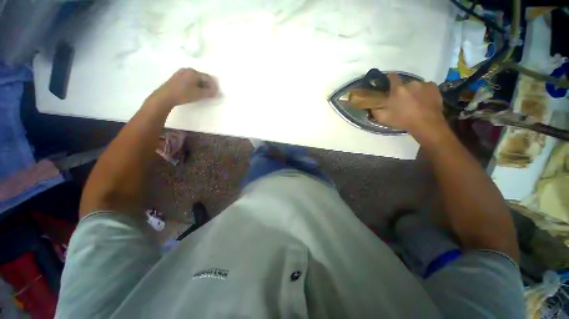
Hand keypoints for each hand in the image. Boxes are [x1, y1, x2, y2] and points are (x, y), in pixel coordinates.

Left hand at [148, 68, 217, 106]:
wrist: (165, 96)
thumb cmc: (184, 94)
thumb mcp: (199, 94)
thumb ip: (210, 93)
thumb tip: (217, 92)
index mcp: (194, 72)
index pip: (208, 78)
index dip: (213, 86)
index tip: (215, 93)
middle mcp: (188, 70)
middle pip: (201, 77)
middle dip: (207, 85)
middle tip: (209, 94)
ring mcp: (181, 72)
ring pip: (195, 79)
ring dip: (200, 86)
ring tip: (202, 94)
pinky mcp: (177, 77)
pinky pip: (189, 79)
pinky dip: (194, 85)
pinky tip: (193, 91)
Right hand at [370, 73, 446, 141]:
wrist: (426, 124)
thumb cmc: (402, 120)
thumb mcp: (383, 118)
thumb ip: (375, 110)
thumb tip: (372, 106)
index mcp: (397, 89)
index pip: (392, 76)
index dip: (389, 78)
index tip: (387, 83)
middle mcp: (411, 83)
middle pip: (404, 84)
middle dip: (402, 90)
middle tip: (401, 100)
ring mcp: (424, 84)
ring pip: (415, 86)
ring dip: (413, 92)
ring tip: (414, 103)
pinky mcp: (434, 88)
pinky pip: (426, 88)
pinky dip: (423, 93)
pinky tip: (423, 102)